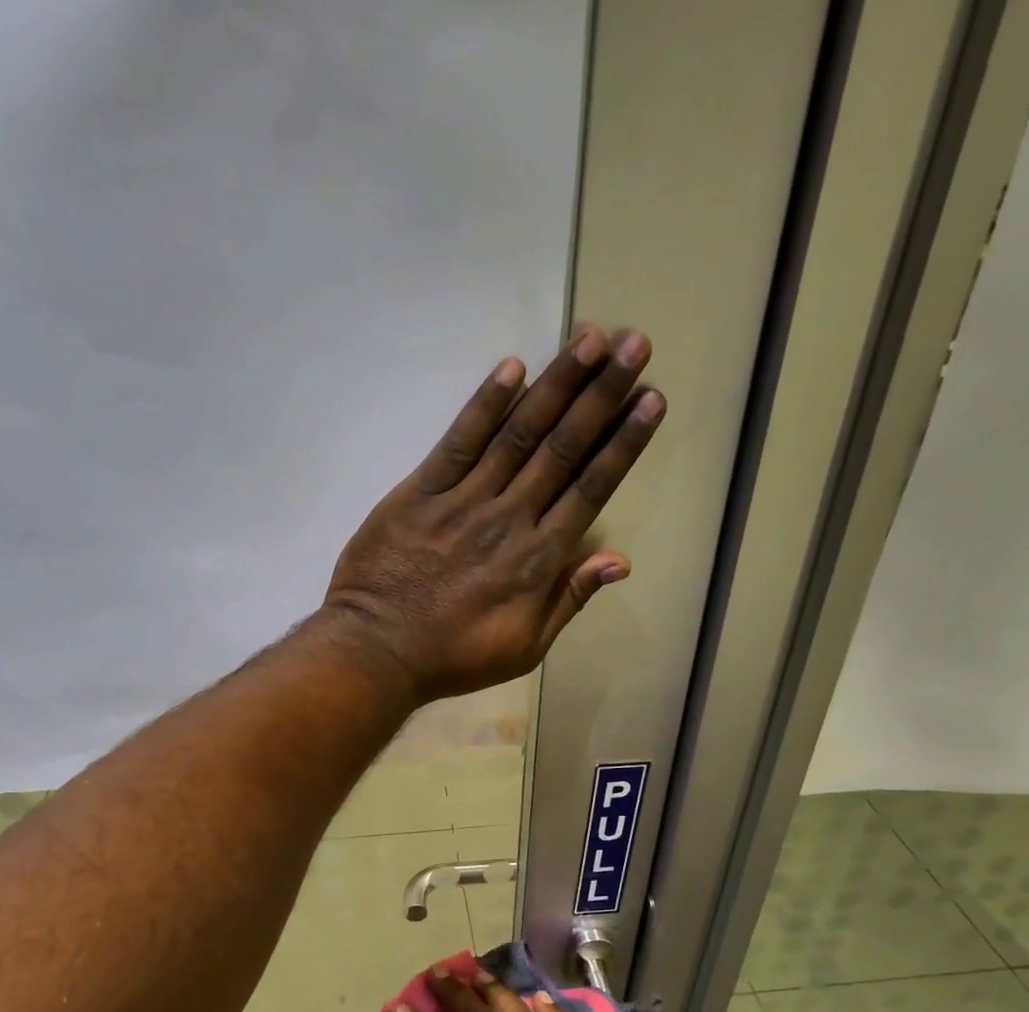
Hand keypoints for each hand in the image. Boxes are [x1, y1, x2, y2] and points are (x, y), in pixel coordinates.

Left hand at [324, 325, 663, 700]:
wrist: (378, 651)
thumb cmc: (454, 657)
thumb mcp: (524, 647)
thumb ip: (569, 600)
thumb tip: (619, 561)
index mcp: (538, 559)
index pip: (591, 489)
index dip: (622, 443)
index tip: (650, 400)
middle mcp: (509, 519)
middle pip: (563, 448)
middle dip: (601, 394)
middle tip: (633, 343)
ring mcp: (463, 501)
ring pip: (518, 434)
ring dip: (556, 384)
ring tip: (590, 338)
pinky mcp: (420, 493)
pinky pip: (457, 442)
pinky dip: (484, 405)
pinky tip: (512, 367)